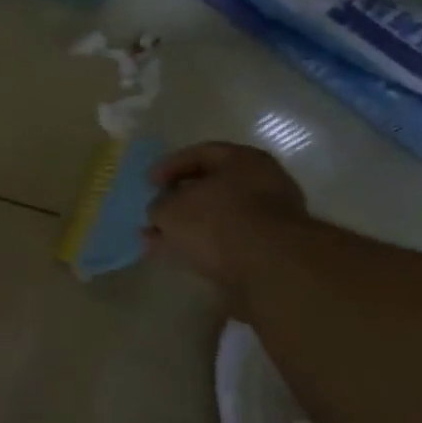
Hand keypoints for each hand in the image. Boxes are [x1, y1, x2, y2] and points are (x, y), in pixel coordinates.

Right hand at [143, 142, 307, 310]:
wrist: (270, 268)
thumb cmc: (217, 221)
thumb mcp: (171, 209)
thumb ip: (160, 206)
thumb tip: (161, 212)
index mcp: (243, 160)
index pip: (200, 154)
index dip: (169, 166)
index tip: (148, 184)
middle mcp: (263, 182)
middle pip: (212, 187)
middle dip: (179, 202)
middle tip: (155, 214)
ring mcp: (272, 218)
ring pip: (219, 218)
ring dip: (189, 229)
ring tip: (159, 243)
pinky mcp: (273, 250)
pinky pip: (230, 242)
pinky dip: (206, 248)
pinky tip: (183, 258)